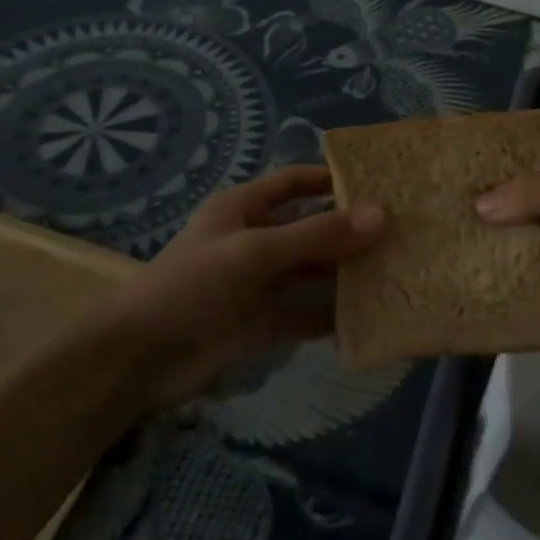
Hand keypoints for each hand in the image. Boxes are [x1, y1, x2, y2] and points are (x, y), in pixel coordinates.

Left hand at [115, 166, 383, 408]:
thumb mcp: (255, 252)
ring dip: (346, 272)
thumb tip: (381, 216)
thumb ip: (317, 235)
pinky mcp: (262, 322)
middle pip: (311, 227)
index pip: (296, 182)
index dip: (331, 179)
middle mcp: (256, 240)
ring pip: (313, 271)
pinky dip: (332, 316)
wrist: (137, 361)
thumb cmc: (193, 286)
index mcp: (245, 208)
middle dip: (350, 229)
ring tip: (396, 269)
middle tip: (402, 230)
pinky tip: (368, 317)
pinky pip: (306, 313)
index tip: (378, 182)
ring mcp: (260, 283)